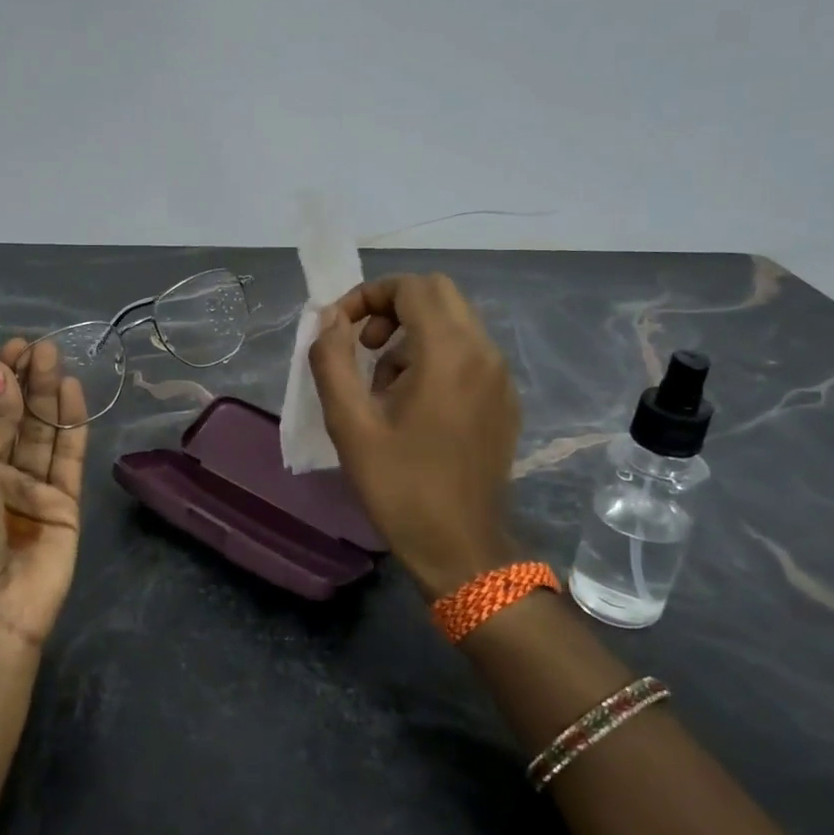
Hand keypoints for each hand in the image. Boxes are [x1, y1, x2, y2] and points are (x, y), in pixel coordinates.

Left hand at [0, 339, 87, 652]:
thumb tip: (1, 375)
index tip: (7, 352)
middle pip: (13, 419)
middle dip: (24, 382)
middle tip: (39, 346)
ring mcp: (32, 488)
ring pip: (42, 432)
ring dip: (47, 395)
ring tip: (54, 356)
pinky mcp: (65, 503)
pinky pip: (68, 457)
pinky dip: (71, 425)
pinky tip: (72, 392)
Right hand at [308, 274, 518, 598]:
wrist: (460, 547)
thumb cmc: (399, 486)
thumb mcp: (349, 424)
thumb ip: (332, 360)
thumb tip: (329, 319)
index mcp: (449, 353)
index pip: (412, 287)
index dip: (368, 295)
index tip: (339, 328)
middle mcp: (484, 353)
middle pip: (438, 295)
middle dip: (392, 307)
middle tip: (362, 346)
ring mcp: (500, 377)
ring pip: (455, 323)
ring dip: (412, 334)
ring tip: (380, 386)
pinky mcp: (504, 401)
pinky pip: (468, 354)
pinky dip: (435, 356)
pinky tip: (412, 405)